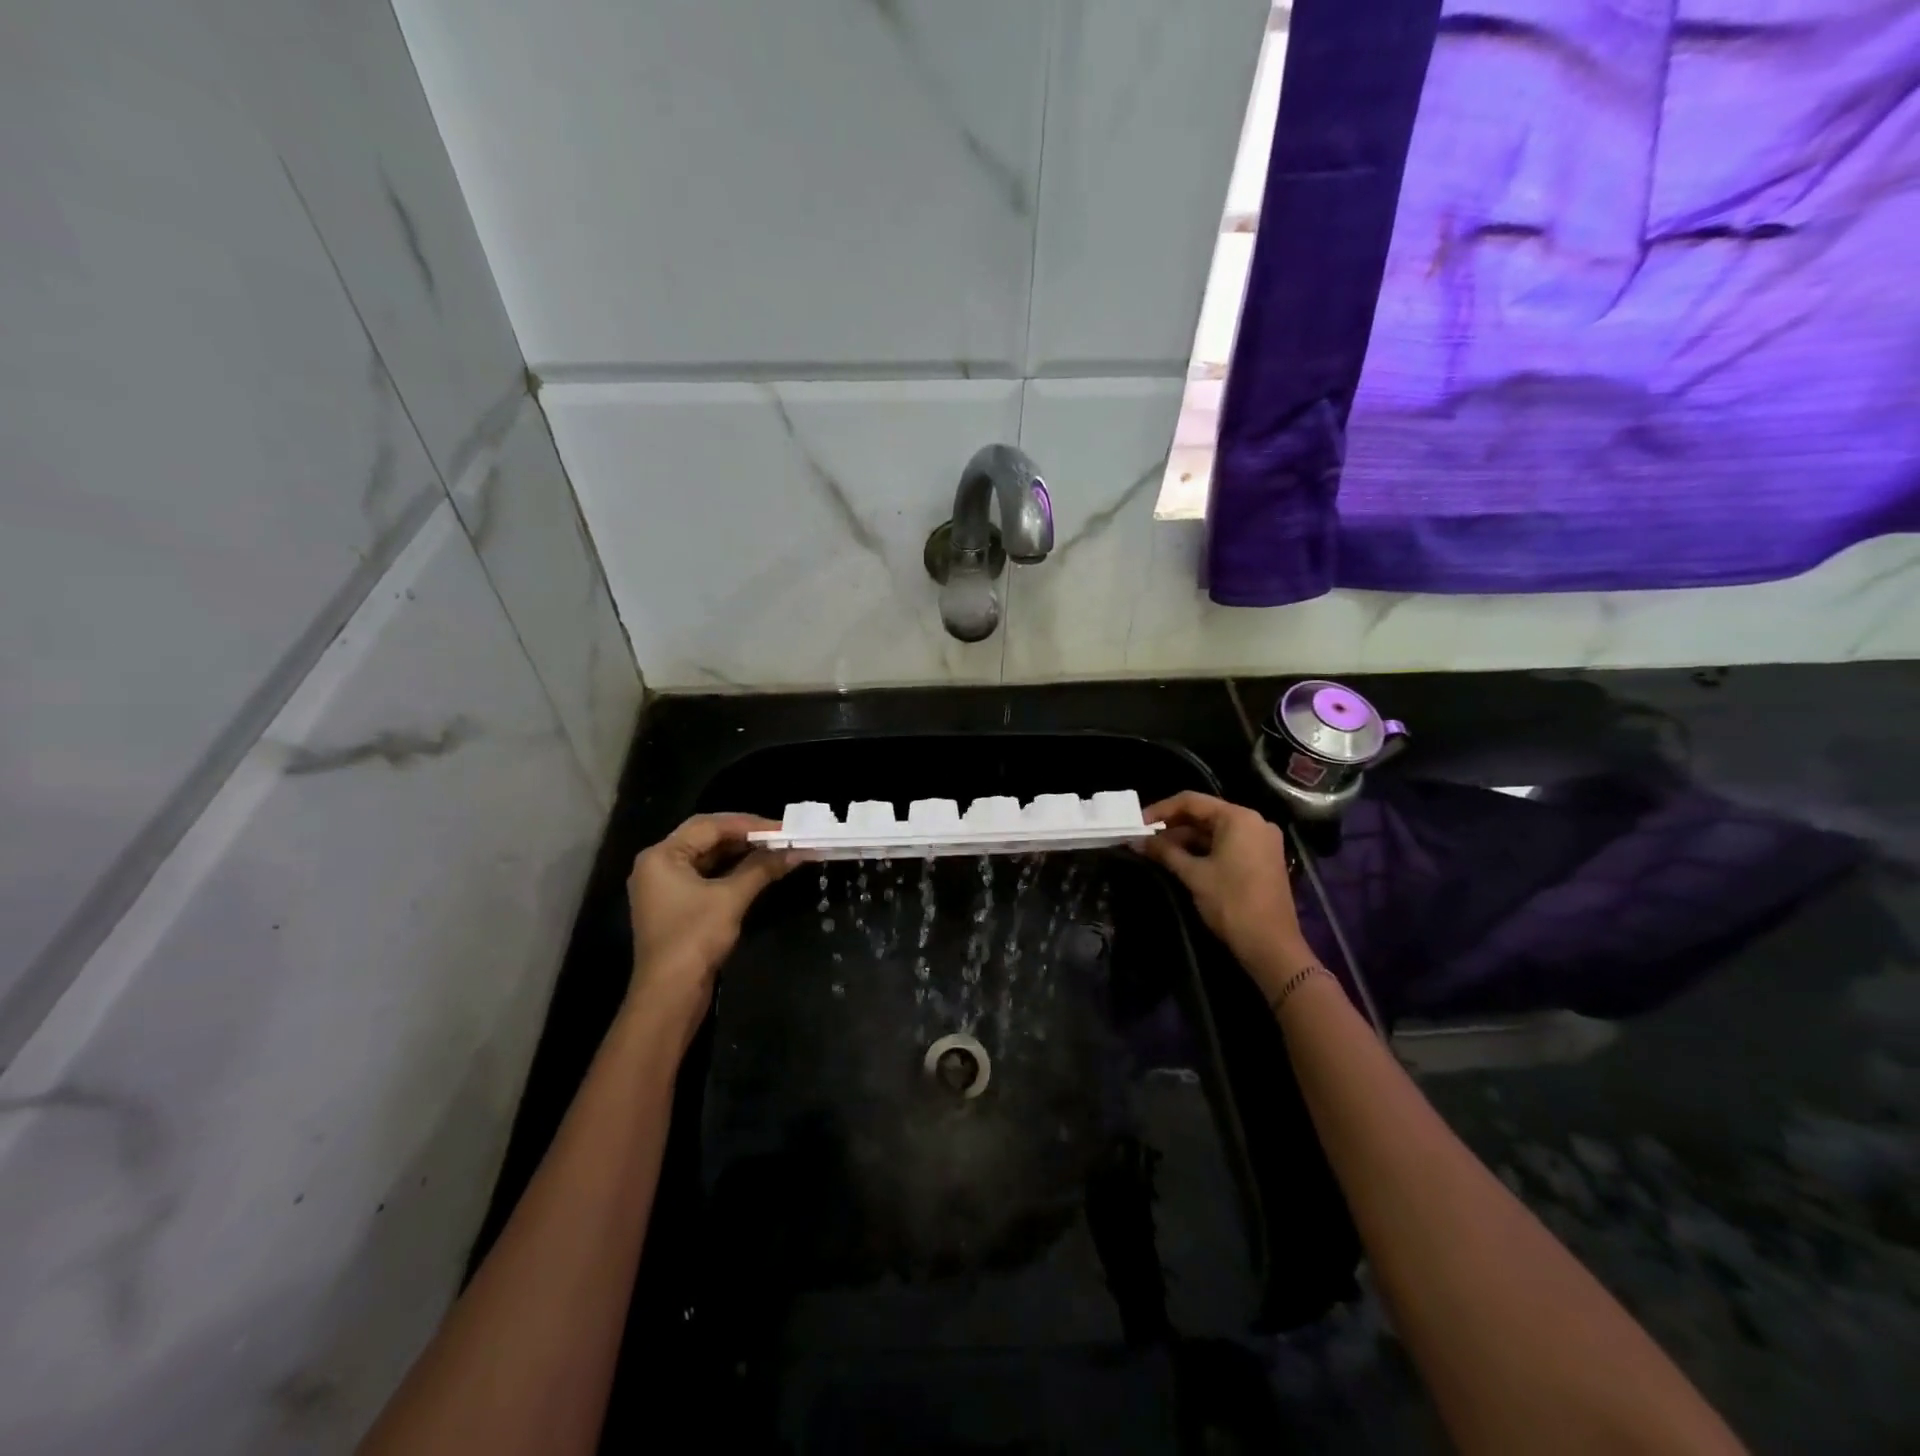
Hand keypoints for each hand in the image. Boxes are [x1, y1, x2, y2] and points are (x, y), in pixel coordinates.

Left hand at [625, 814, 791, 1046]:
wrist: (670, 994)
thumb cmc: (694, 938)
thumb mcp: (731, 898)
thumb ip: (762, 868)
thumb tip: (796, 851)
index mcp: (662, 855)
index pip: (709, 825)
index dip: (748, 824)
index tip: (783, 828)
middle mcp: (658, 865)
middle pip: (706, 838)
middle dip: (746, 837)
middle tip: (782, 837)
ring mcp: (665, 887)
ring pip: (708, 858)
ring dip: (741, 855)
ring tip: (775, 851)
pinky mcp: (676, 906)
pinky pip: (706, 877)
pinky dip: (732, 872)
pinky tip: (758, 871)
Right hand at [1135, 792, 1313, 997]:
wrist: (1271, 945)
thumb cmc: (1231, 903)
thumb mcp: (1194, 874)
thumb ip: (1165, 852)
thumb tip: (1137, 841)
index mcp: (1238, 818)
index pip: (1192, 801)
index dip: (1160, 810)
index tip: (1138, 824)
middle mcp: (1254, 822)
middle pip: (1205, 814)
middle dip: (1173, 826)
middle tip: (1144, 838)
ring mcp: (1261, 841)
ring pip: (1216, 831)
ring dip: (1186, 839)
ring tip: (1157, 851)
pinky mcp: (1263, 859)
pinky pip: (1228, 844)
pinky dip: (1204, 849)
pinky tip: (1181, 860)